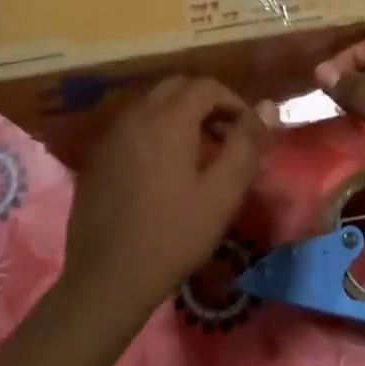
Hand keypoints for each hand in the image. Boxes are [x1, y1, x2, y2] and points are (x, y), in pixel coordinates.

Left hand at [61, 77, 267, 319]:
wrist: (106, 278)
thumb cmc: (173, 235)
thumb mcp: (222, 193)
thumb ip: (246, 144)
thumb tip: (266, 107)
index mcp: (168, 119)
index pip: (206, 86)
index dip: (232, 101)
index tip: (247, 130)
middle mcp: (137, 115)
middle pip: (176, 87)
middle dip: (205, 102)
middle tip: (224, 136)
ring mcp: (112, 135)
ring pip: (152, 104)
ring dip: (179, 115)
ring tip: (198, 153)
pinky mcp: (98, 156)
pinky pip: (133, 125)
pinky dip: (155, 130)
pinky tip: (163, 169)